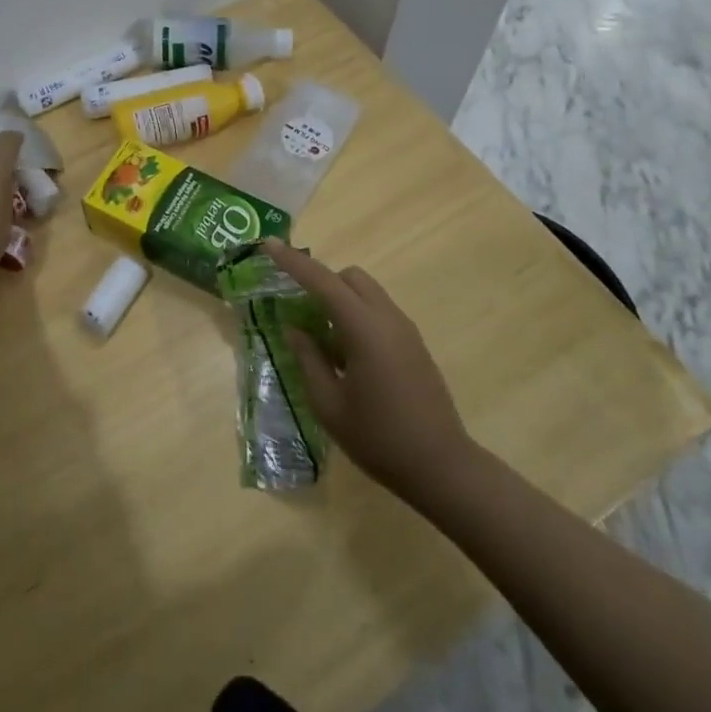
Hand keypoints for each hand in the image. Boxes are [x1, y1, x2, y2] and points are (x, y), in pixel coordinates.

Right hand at [264, 239, 473, 513]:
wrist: (441, 467)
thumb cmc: (379, 438)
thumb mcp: (329, 405)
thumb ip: (308, 360)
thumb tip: (295, 329)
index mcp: (364, 329)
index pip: (322, 281)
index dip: (293, 262)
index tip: (269, 244)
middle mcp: (387, 318)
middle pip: (349, 278)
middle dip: (321, 282)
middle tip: (299, 309)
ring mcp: (405, 330)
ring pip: (366, 293)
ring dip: (340, 301)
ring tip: (322, 340)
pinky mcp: (414, 345)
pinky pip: (379, 313)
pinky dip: (357, 317)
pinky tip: (347, 357)